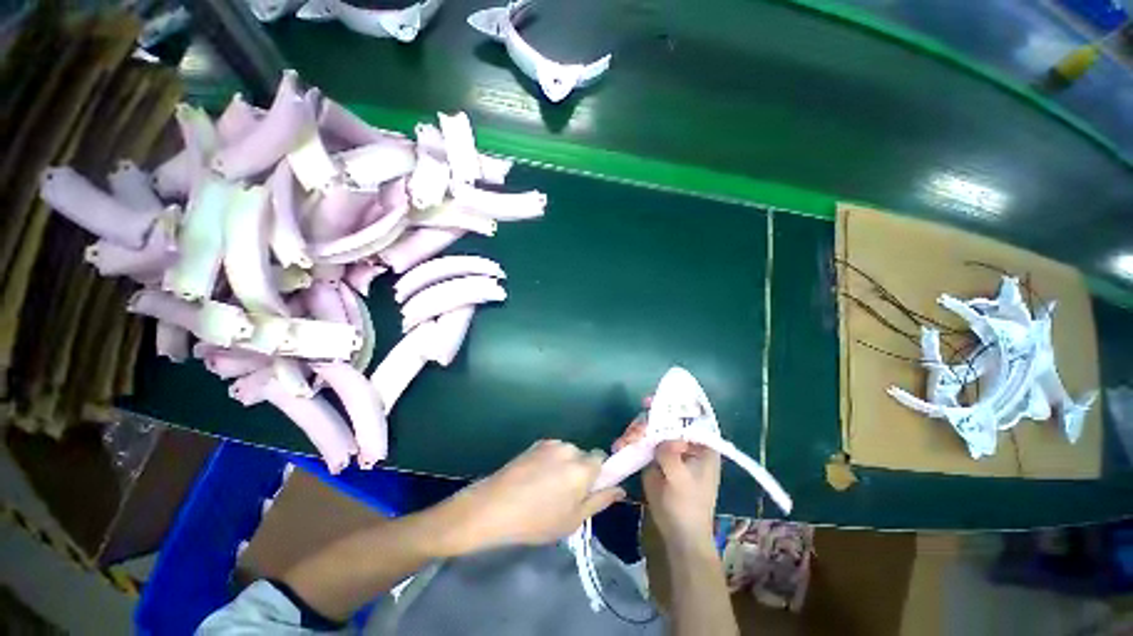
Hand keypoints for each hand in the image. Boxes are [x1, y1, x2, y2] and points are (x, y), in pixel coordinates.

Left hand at [436, 440, 625, 555]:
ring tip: (546, 487)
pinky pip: (552, 451)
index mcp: (582, 467)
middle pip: (584, 456)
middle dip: (580, 470)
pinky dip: (550, 461)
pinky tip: (534, 479)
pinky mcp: (535, 443)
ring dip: (564, 465)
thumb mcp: (573, 520)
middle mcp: (569, 449)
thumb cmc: (537, 520)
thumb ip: (600, 501)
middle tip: (565, 494)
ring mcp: (551, 444)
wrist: (494, 506)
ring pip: (567, 453)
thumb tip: (620, 489)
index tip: (588, 489)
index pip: (602, 459)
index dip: (598, 473)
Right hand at [614, 412, 720, 550]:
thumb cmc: (688, 506)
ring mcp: (667, 447)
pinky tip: (620, 445)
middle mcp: (684, 441)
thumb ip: (671, 454)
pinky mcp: (653, 455)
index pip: (688, 415)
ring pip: (649, 427)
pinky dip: (629, 440)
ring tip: (624, 442)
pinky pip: (640, 440)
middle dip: (646, 421)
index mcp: (701, 444)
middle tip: (634, 433)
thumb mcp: (682, 480)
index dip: (671, 404)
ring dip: (635, 430)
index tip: (651, 402)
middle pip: (664, 418)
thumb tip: (661, 436)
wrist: (677, 532)